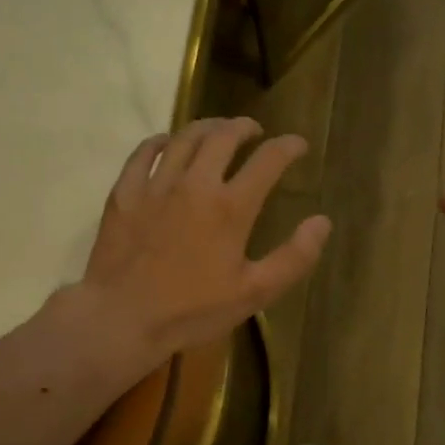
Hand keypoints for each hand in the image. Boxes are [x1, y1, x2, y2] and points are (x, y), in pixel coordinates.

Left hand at [80, 117, 330, 362]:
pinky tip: (165, 143)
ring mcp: (155, 185)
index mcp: (231, 207)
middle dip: (244, 127)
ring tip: (217, 130)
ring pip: (184, 138)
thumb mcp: (255, 293)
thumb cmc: (192, 310)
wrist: (121, 318)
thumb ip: (294, 257)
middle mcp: (195, 184)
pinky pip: (142, 154)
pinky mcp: (125, 194)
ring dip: (206, 127)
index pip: (268, 161)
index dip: (288, 147)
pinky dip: (159, 142)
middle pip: (223, 137)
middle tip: (254, 130)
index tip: (298, 144)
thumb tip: (322, 222)